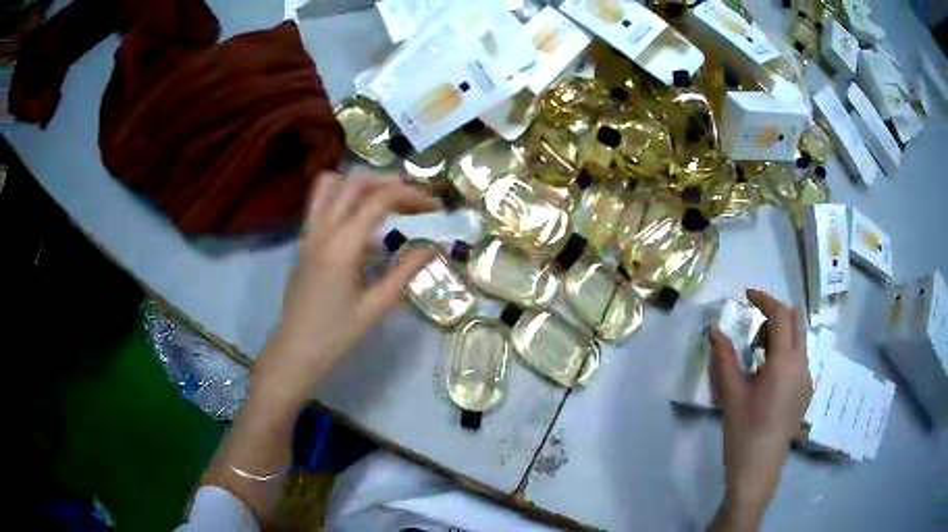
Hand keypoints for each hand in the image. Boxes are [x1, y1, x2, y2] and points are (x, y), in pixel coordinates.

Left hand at [251, 171, 440, 411]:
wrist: (296, 349)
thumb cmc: (337, 334)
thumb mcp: (377, 305)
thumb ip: (406, 271)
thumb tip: (434, 247)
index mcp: (342, 245)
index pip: (380, 199)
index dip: (412, 195)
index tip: (434, 207)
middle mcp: (323, 229)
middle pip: (356, 182)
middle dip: (390, 182)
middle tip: (414, 199)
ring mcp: (309, 232)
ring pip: (331, 184)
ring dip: (361, 183)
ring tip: (384, 199)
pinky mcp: (304, 240)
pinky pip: (320, 202)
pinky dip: (342, 196)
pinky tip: (359, 219)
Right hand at [708, 289, 810, 530]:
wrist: (759, 471)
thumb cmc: (743, 433)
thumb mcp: (731, 395)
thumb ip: (724, 358)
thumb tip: (714, 329)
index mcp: (785, 362)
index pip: (780, 315)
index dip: (764, 299)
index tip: (746, 296)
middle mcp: (802, 364)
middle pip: (796, 320)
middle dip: (775, 314)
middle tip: (752, 326)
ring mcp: (807, 378)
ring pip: (799, 339)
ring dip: (781, 333)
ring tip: (757, 354)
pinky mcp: (806, 391)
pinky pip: (800, 357)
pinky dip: (786, 351)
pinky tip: (767, 375)